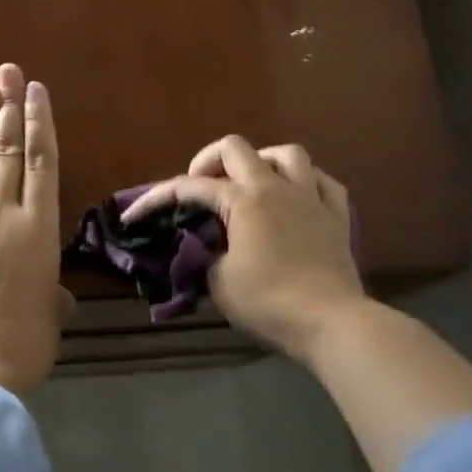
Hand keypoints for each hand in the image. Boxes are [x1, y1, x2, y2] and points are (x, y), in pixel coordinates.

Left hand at [0, 62, 69, 396]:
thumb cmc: (23, 348)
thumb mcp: (50, 317)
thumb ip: (51, 295)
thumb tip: (53, 294)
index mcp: (38, 230)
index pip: (42, 163)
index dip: (39, 123)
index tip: (35, 91)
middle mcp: (0, 215)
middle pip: (6, 152)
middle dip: (9, 109)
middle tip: (8, 72)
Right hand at [123, 136, 366, 362]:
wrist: (331, 322)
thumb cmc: (269, 303)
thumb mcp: (219, 284)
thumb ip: (204, 257)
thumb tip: (203, 248)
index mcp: (243, 201)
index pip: (190, 188)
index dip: (157, 198)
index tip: (135, 215)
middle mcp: (276, 187)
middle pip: (236, 148)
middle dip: (208, 160)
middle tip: (199, 186)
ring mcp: (311, 197)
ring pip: (287, 153)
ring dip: (261, 160)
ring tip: (250, 182)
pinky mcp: (337, 215)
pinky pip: (323, 181)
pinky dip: (305, 182)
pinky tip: (296, 196)